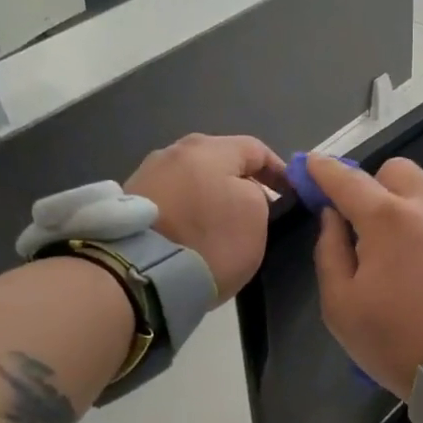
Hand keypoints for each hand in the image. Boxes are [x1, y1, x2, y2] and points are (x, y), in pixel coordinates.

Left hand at [127, 135, 283, 300]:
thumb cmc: (208, 240)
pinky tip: (193, 233)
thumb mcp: (255, 217)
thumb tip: (244, 192)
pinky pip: (172, 200)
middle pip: (221, 161)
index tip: (291, 197)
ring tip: (224, 225)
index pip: (257, 149)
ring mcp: (148, 174)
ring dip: (213, 197)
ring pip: (194, 180)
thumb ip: (258, 195)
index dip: (280, 172)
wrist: (140, 274)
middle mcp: (174, 151)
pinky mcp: (131, 202)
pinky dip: (189, 211)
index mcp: (209, 148)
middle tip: (259, 212)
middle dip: (243, 182)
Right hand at [308, 155, 422, 398]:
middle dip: (375, 186)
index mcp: (388, 219)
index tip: (310, 167)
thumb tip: (332, 218)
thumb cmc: (397, 340)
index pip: (347, 178)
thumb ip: (330, 252)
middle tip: (366, 224)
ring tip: (406, 257)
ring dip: (410, 211)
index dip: (323, 170)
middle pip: (397, 171)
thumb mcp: (341, 306)